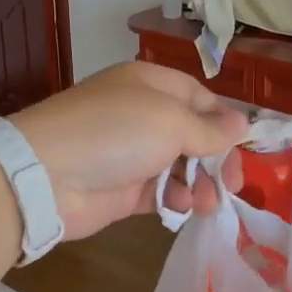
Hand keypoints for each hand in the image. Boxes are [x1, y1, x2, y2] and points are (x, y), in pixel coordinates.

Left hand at [12, 63, 247, 240]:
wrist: (48, 175)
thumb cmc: (116, 131)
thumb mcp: (171, 121)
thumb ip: (210, 128)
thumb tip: (242, 124)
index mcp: (150, 84)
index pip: (197, 97)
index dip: (222, 119)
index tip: (242, 144)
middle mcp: (141, 114)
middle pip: (192, 134)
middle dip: (215, 158)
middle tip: (233, 183)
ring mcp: (131, 153)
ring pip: (179, 166)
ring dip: (199, 183)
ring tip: (207, 201)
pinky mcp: (123, 189)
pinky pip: (161, 191)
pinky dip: (175, 198)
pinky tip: (182, 206)